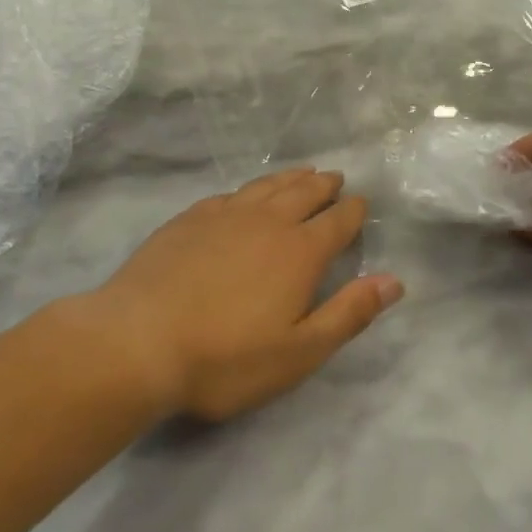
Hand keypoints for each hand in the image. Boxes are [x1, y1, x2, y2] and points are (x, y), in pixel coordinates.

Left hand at [83, 169, 403, 421]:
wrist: (137, 342)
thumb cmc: (225, 358)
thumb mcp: (299, 352)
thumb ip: (349, 313)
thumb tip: (394, 281)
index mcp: (299, 252)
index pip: (337, 221)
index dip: (353, 211)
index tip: (361, 203)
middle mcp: (266, 222)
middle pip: (303, 193)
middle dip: (324, 185)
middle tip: (335, 178)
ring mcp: (223, 216)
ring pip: (266, 186)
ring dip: (289, 178)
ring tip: (302, 173)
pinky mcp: (188, 220)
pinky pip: (229, 195)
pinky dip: (248, 190)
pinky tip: (245, 195)